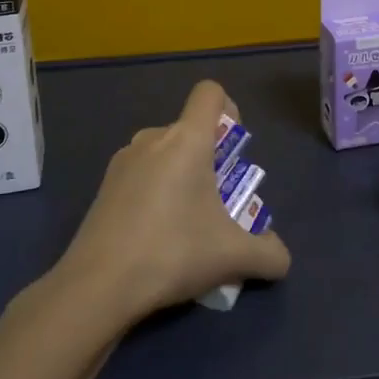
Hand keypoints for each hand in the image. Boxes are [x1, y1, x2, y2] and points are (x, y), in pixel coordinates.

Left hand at [54, 80, 291, 325]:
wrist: (97, 285)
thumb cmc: (172, 252)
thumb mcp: (233, 257)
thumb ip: (268, 254)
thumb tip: (280, 259)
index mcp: (187, 139)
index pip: (210, 93)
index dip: (228, 110)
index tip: (233, 153)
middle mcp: (153, 137)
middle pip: (189, 129)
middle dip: (209, 158)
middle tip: (217, 203)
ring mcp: (124, 160)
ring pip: (164, 153)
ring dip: (181, 176)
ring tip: (187, 224)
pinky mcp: (105, 185)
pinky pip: (141, 174)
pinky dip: (155, 192)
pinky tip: (155, 236)